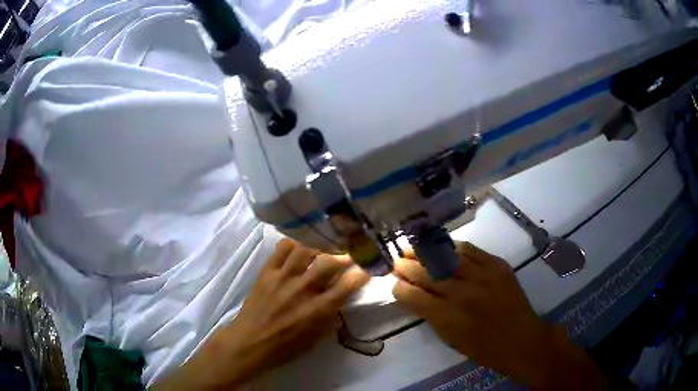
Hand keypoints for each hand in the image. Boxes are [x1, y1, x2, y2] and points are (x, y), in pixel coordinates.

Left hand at [155, 239, 369, 389]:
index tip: (368, 266)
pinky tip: (301, 245)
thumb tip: (341, 300)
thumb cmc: (285, 347)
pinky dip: (295, 243)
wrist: (249, 342)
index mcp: (315, 310)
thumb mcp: (315, 340)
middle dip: (345, 255)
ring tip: (327, 245)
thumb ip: (331, 318)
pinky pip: (282, 248)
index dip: (361, 274)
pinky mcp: (267, 271)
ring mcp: (282, 278)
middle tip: (351, 252)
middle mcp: (301, 290)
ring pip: (305, 249)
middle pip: (328, 262)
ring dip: (320, 245)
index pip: (345, 287)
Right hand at [392, 241, 604, 390]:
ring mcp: (483, 276)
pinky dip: (451, 248)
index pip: (415, 297)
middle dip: (407, 266)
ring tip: (412, 247)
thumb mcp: (451, 339)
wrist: (522, 338)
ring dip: (425, 251)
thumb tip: (413, 295)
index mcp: (449, 318)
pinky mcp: (497, 265)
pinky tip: (441, 247)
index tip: (393, 283)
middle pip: (428, 273)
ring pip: (446, 257)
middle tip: (396, 261)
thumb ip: (431, 315)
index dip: (400, 288)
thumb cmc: (483, 347)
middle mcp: (464, 294)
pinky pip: (469, 250)